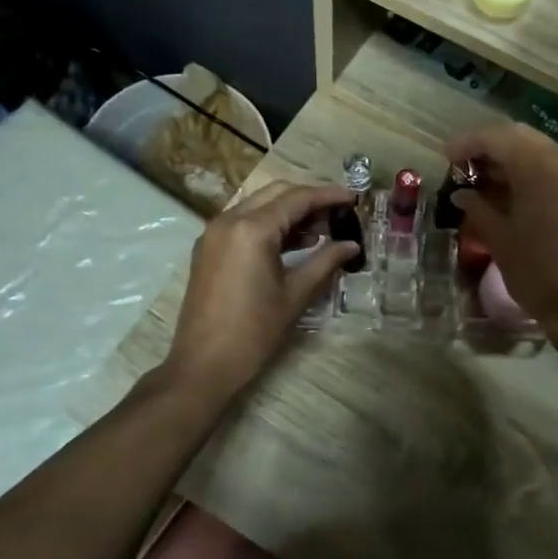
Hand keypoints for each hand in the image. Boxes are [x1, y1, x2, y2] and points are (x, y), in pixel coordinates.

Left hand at [163, 181, 355, 401]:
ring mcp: (215, 233)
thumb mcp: (295, 294)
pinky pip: (244, 221)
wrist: (203, 365)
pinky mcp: (209, 247)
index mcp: (252, 229)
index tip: (354, 198)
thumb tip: (352, 245)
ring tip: (322, 231)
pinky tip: (295, 243)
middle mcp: (230, 220)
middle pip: (277, 193)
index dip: (328, 195)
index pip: (297, 198)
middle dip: (309, 199)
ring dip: (290, 211)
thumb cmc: (253, 331)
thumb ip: (325, 261)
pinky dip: (270, 224)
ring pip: (259, 205)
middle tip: (338, 214)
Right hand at [446, 123, 557, 341]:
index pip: (497, 137)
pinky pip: (554, 168)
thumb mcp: (499, 239)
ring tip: (481, 178)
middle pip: (521, 137)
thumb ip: (478, 208)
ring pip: (539, 151)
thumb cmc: (538, 272)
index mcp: (540, 167)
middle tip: (463, 164)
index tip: (446, 157)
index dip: (468, 143)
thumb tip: (461, 193)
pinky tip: (509, 191)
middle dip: (489, 146)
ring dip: (510, 158)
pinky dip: (529, 172)